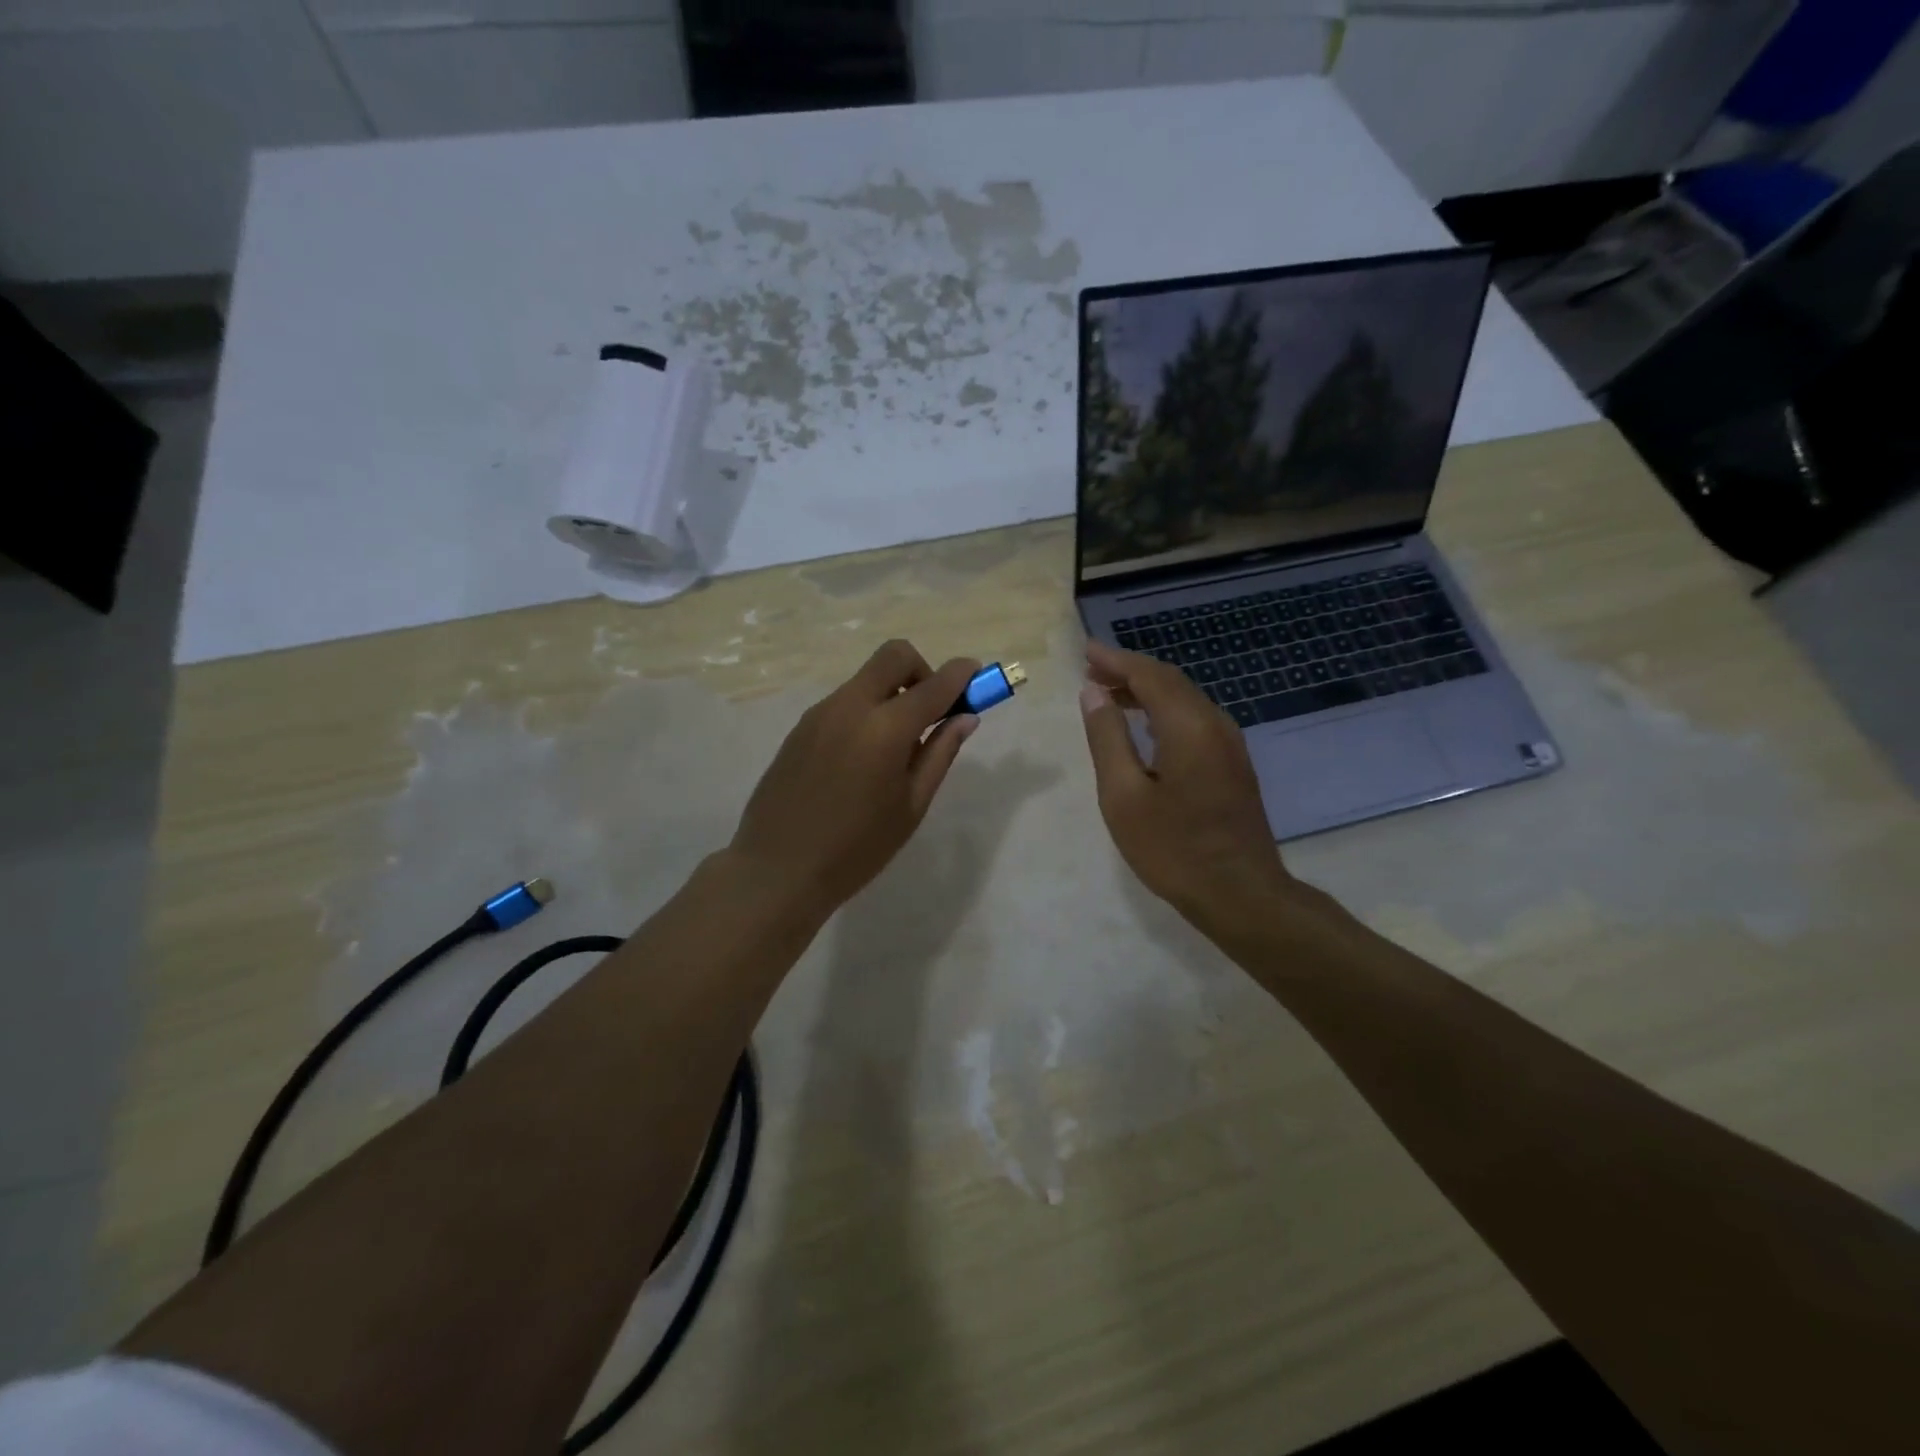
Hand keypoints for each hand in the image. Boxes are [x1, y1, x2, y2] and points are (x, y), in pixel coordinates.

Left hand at [729, 640, 980, 917]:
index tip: (977, 674)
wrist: (776, 869)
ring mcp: (820, 713)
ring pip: (867, 678)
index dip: (961, 674)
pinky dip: (867, 710)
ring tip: (896, 748)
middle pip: (894, 656)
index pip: (934, 685)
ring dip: (892, 693)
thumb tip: (965, 717)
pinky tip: (863, 759)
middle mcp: (851, 706)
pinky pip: (844, 701)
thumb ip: (940, 754)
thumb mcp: (910, 806)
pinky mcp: (801, 727)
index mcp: (885, 728)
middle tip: (931, 712)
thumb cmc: (856, 849)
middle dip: (922, 671)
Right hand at [1079, 639, 1299, 931]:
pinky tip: (1144, 727)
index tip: (1085, 651)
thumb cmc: (1173, 848)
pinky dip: (1163, 712)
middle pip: (1169, 682)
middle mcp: (1215, 724)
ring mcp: (1229, 744)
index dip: (1115, 660)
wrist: (1240, 893)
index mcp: (1189, 726)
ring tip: (1108, 695)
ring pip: (1184, 700)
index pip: (1149, 675)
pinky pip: (1194, 720)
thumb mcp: (1124, 795)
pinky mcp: (1233, 764)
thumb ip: (1107, 738)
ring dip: (1146, 692)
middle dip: (1129, 672)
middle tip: (1091, 671)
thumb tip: (1093, 693)